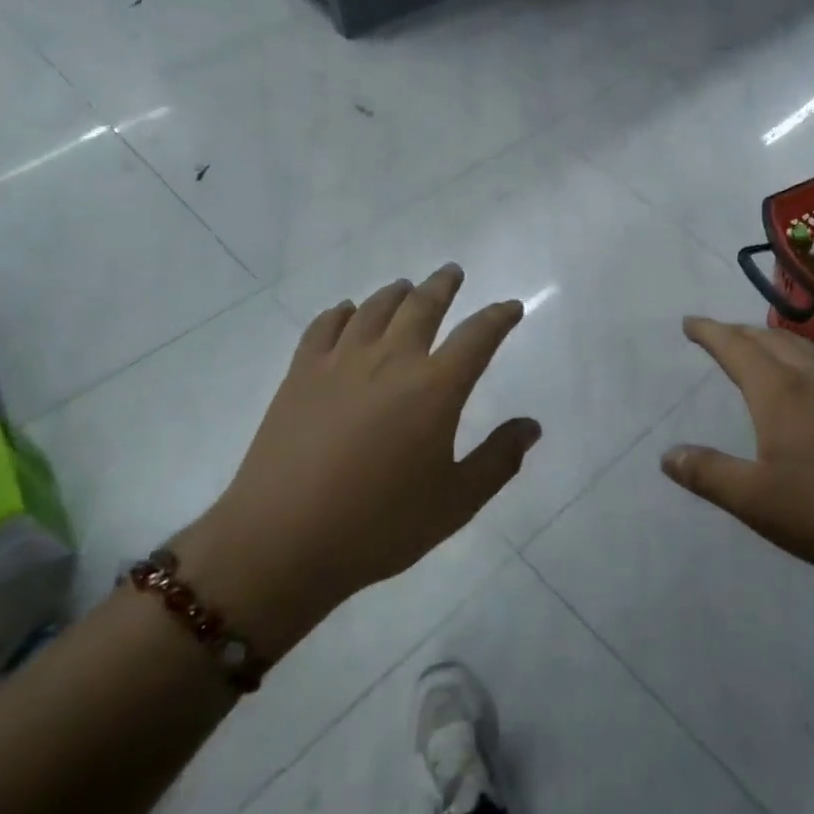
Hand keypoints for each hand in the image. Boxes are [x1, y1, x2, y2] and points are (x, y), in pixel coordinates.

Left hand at [174, 265, 538, 655]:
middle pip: (422, 306)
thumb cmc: (380, 525)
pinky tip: (346, 312)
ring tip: (406, 288)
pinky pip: (324, 326)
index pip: (478, 336)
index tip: (511, 307)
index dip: (499, 317)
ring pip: (374, 308)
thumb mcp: (456, 502)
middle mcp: (391, 361)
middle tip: (452, 272)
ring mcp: (341, 363)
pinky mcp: (301, 375)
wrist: (282, 541)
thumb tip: (531, 426)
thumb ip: (499, 459)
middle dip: (443, 285)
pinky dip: (342, 312)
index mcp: (435, 388)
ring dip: (396, 293)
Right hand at [659, 318, 813, 588]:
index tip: (690, 321)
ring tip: (763, 346)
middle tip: (720, 332)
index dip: (711, 332)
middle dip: (741, 331)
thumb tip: (667, 455)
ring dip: (777, 341)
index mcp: (780, 394)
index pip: (737, 348)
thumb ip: (709, 474)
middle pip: (773, 340)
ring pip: (806, 350)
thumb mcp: (756, 501)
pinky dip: (807, 360)